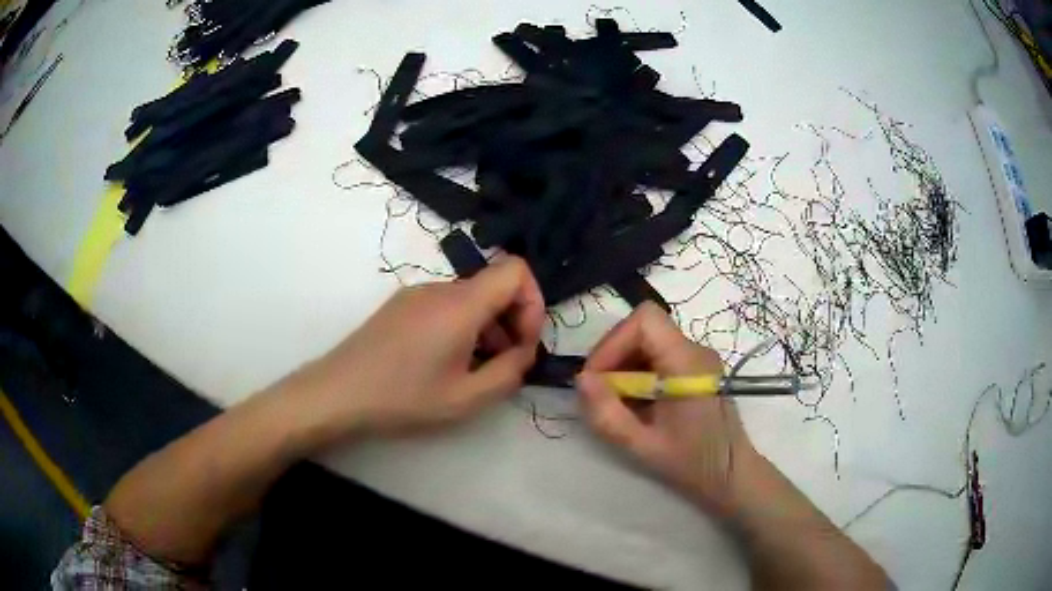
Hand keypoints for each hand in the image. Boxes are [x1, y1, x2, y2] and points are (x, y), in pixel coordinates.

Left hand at [293, 256, 543, 440]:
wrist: (337, 392)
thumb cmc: (403, 397)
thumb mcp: (466, 398)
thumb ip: (510, 373)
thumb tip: (525, 353)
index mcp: (461, 303)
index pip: (516, 270)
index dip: (533, 302)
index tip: (524, 343)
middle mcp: (440, 287)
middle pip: (494, 285)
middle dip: (512, 321)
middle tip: (505, 364)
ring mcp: (417, 293)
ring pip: (470, 298)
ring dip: (487, 328)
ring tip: (475, 370)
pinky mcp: (401, 305)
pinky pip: (446, 305)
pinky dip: (462, 327)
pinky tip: (446, 363)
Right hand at [576, 302, 756, 515]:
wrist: (731, 473)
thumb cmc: (692, 462)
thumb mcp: (642, 445)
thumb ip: (608, 414)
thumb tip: (581, 380)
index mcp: (687, 363)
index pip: (645, 320)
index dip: (613, 342)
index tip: (597, 377)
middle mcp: (695, 350)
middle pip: (643, 327)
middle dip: (613, 354)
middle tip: (599, 391)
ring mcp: (697, 357)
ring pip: (647, 339)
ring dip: (622, 363)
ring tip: (616, 401)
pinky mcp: (694, 368)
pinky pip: (657, 354)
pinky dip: (636, 371)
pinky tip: (634, 401)